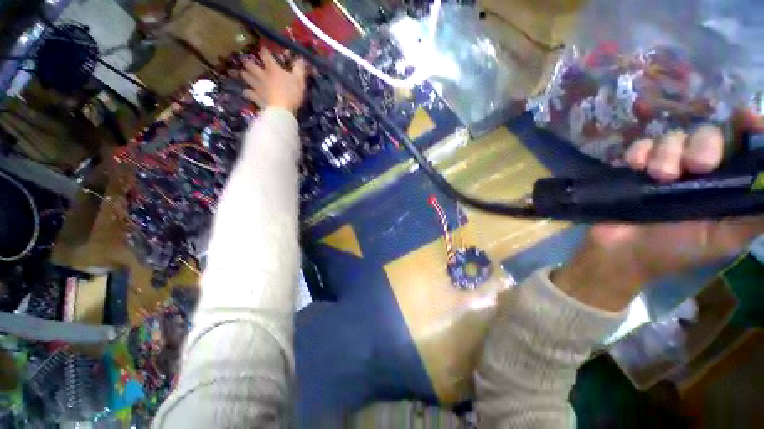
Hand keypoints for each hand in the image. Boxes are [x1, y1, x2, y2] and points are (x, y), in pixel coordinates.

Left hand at [241, 47, 306, 112]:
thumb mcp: (299, 81)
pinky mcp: (255, 97)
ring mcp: (257, 87)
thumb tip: (300, 58)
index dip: (264, 51)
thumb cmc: (292, 94)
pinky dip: (247, 92)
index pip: (266, 56)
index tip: (262, 48)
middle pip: (251, 66)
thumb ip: (298, 69)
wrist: (282, 111)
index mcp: (273, 69)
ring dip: (245, 75)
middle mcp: (262, 75)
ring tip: (244, 74)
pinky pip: (248, 93)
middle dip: (248, 63)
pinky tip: (247, 92)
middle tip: (246, 61)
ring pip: (246, 77)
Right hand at [553, 110, 763, 311]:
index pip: (745, 145)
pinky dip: (640, 151)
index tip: (747, 116)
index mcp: (727, 184)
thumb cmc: (677, 250)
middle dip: (704, 144)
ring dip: (667, 152)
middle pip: (709, 135)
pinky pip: (642, 145)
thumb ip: (755, 214)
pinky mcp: (638, 168)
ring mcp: (667, 167)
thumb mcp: (727, 238)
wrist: (622, 252)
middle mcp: (700, 170)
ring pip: (674, 137)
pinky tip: (636, 166)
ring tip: (659, 175)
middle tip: (696, 166)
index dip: (749, 126)